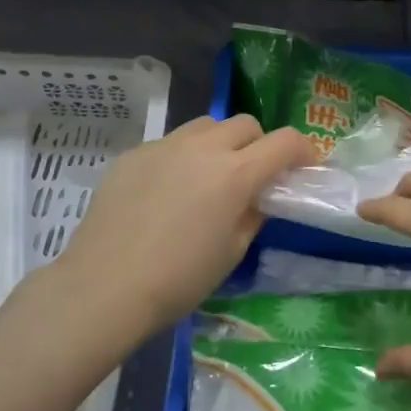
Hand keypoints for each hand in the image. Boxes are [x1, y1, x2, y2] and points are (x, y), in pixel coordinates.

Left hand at [50, 114, 314, 340]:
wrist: (104, 286)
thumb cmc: (179, 279)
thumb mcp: (231, 252)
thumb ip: (253, 215)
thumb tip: (257, 197)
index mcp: (235, 173)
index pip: (285, 141)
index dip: (304, 150)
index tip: (306, 166)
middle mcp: (203, 147)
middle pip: (246, 124)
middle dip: (260, 143)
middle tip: (254, 175)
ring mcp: (164, 146)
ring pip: (206, 126)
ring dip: (221, 143)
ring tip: (210, 176)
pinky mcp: (134, 154)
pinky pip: (170, 143)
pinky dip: (183, 157)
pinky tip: (167, 192)